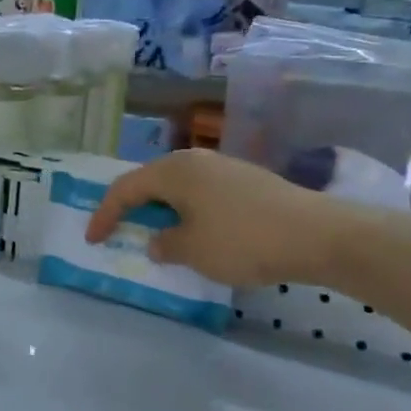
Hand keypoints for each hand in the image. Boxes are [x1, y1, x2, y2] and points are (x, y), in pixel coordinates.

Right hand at [84, 149, 362, 286]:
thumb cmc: (242, 240)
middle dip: (132, 207)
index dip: (105, 214)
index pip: (125, 188)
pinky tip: (197, 233)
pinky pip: (203, 194)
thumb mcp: (192, 250)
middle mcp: (195, 160)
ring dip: (162, 211)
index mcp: (173, 171)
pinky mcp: (247, 181)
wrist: (318, 234)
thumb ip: (164, 244)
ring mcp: (224, 167)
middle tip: (119, 230)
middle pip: (151, 181)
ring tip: (157, 234)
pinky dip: (188, 212)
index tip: (93, 239)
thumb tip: (158, 241)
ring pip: (179, 187)